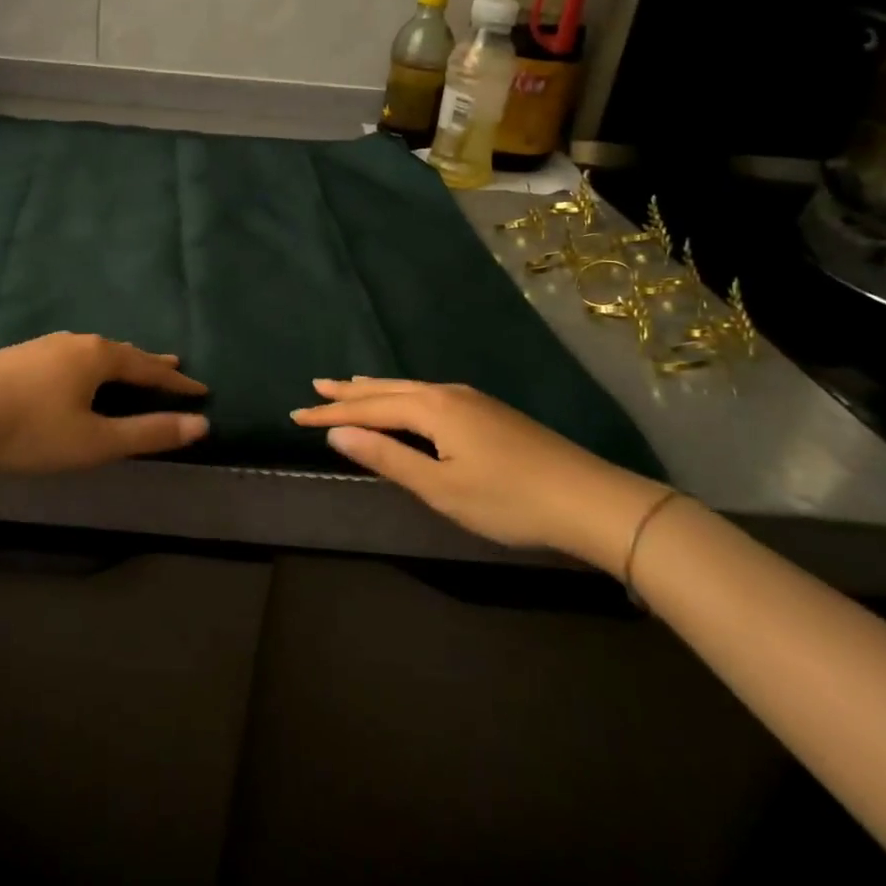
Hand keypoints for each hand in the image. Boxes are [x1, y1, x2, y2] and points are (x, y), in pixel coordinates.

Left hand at [0, 332, 208, 474]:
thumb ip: (148, 433)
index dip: (176, 383)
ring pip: (92, 351)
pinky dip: (89, 364)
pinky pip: (69, 356)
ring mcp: (43, 346)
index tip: (202, 390)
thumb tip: (200, 424)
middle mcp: (75, 342)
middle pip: (122, 352)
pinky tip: (76, 372)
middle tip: (173, 366)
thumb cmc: (31, 431)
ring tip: (129, 367)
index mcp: (98, 357)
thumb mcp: (96, 441)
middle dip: (149, 364)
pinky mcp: (19, 356)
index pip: (148, 368)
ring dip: (118, 362)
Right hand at [291, 378, 668, 573]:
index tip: (295, 414)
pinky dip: (401, 394)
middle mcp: (446, 392)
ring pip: (408, 388)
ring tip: (349, 385)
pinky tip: (404, 400)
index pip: (367, 409)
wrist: (590, 499)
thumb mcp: (440, 487)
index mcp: (431, 408)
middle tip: (314, 386)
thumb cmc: (509, 500)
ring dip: (375, 389)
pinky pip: (427, 393)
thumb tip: (336, 435)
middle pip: (386, 389)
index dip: (330, 414)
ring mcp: (470, 398)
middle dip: (348, 392)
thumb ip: (387, 458)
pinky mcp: (487, 410)